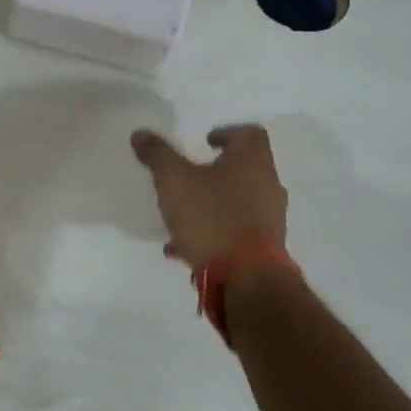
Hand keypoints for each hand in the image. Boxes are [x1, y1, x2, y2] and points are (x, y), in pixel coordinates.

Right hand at [131, 125, 287, 267]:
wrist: (245, 277)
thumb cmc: (211, 217)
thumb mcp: (174, 180)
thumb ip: (157, 155)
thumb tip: (140, 133)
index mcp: (251, 161)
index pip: (249, 133)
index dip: (227, 132)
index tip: (206, 141)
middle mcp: (268, 185)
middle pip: (245, 168)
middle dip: (217, 171)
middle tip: (191, 174)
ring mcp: (270, 219)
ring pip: (239, 202)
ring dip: (213, 203)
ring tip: (181, 215)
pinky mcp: (264, 248)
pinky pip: (235, 232)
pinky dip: (213, 232)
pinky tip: (183, 247)